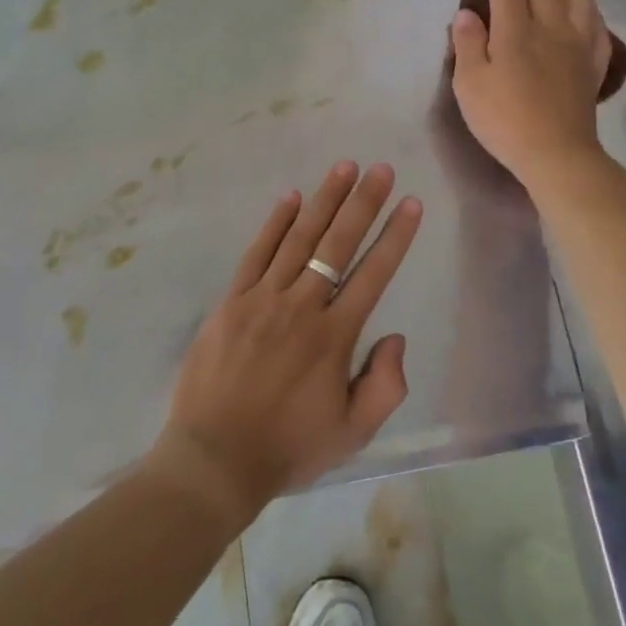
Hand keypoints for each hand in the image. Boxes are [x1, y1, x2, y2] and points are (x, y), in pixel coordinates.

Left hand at [151, 162, 421, 525]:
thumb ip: (385, 385)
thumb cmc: (288, 448)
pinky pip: (256, 252)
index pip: (373, 274)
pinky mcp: (232, 300)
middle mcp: (302, 306)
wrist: (214, 458)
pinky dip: (274, 223)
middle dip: (363, 203)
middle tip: (380, 168)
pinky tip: (290, 197)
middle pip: (338, 244)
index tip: (410, 203)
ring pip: (299, 238)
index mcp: (334, 336)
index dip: (395, 236)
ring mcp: (263, 298)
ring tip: (344, 167)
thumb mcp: (352, 433)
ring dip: (324, 200)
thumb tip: (395, 336)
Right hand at [450, 0, 612, 188]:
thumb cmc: (505, 119)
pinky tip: (587, 0)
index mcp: (516, 31)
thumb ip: (468, 44)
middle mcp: (551, 26)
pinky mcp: (593, 62)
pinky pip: (596, 22)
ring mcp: (578, 43)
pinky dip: (590, 3)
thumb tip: (468, 12)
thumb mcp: (470, 84)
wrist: (556, 153)